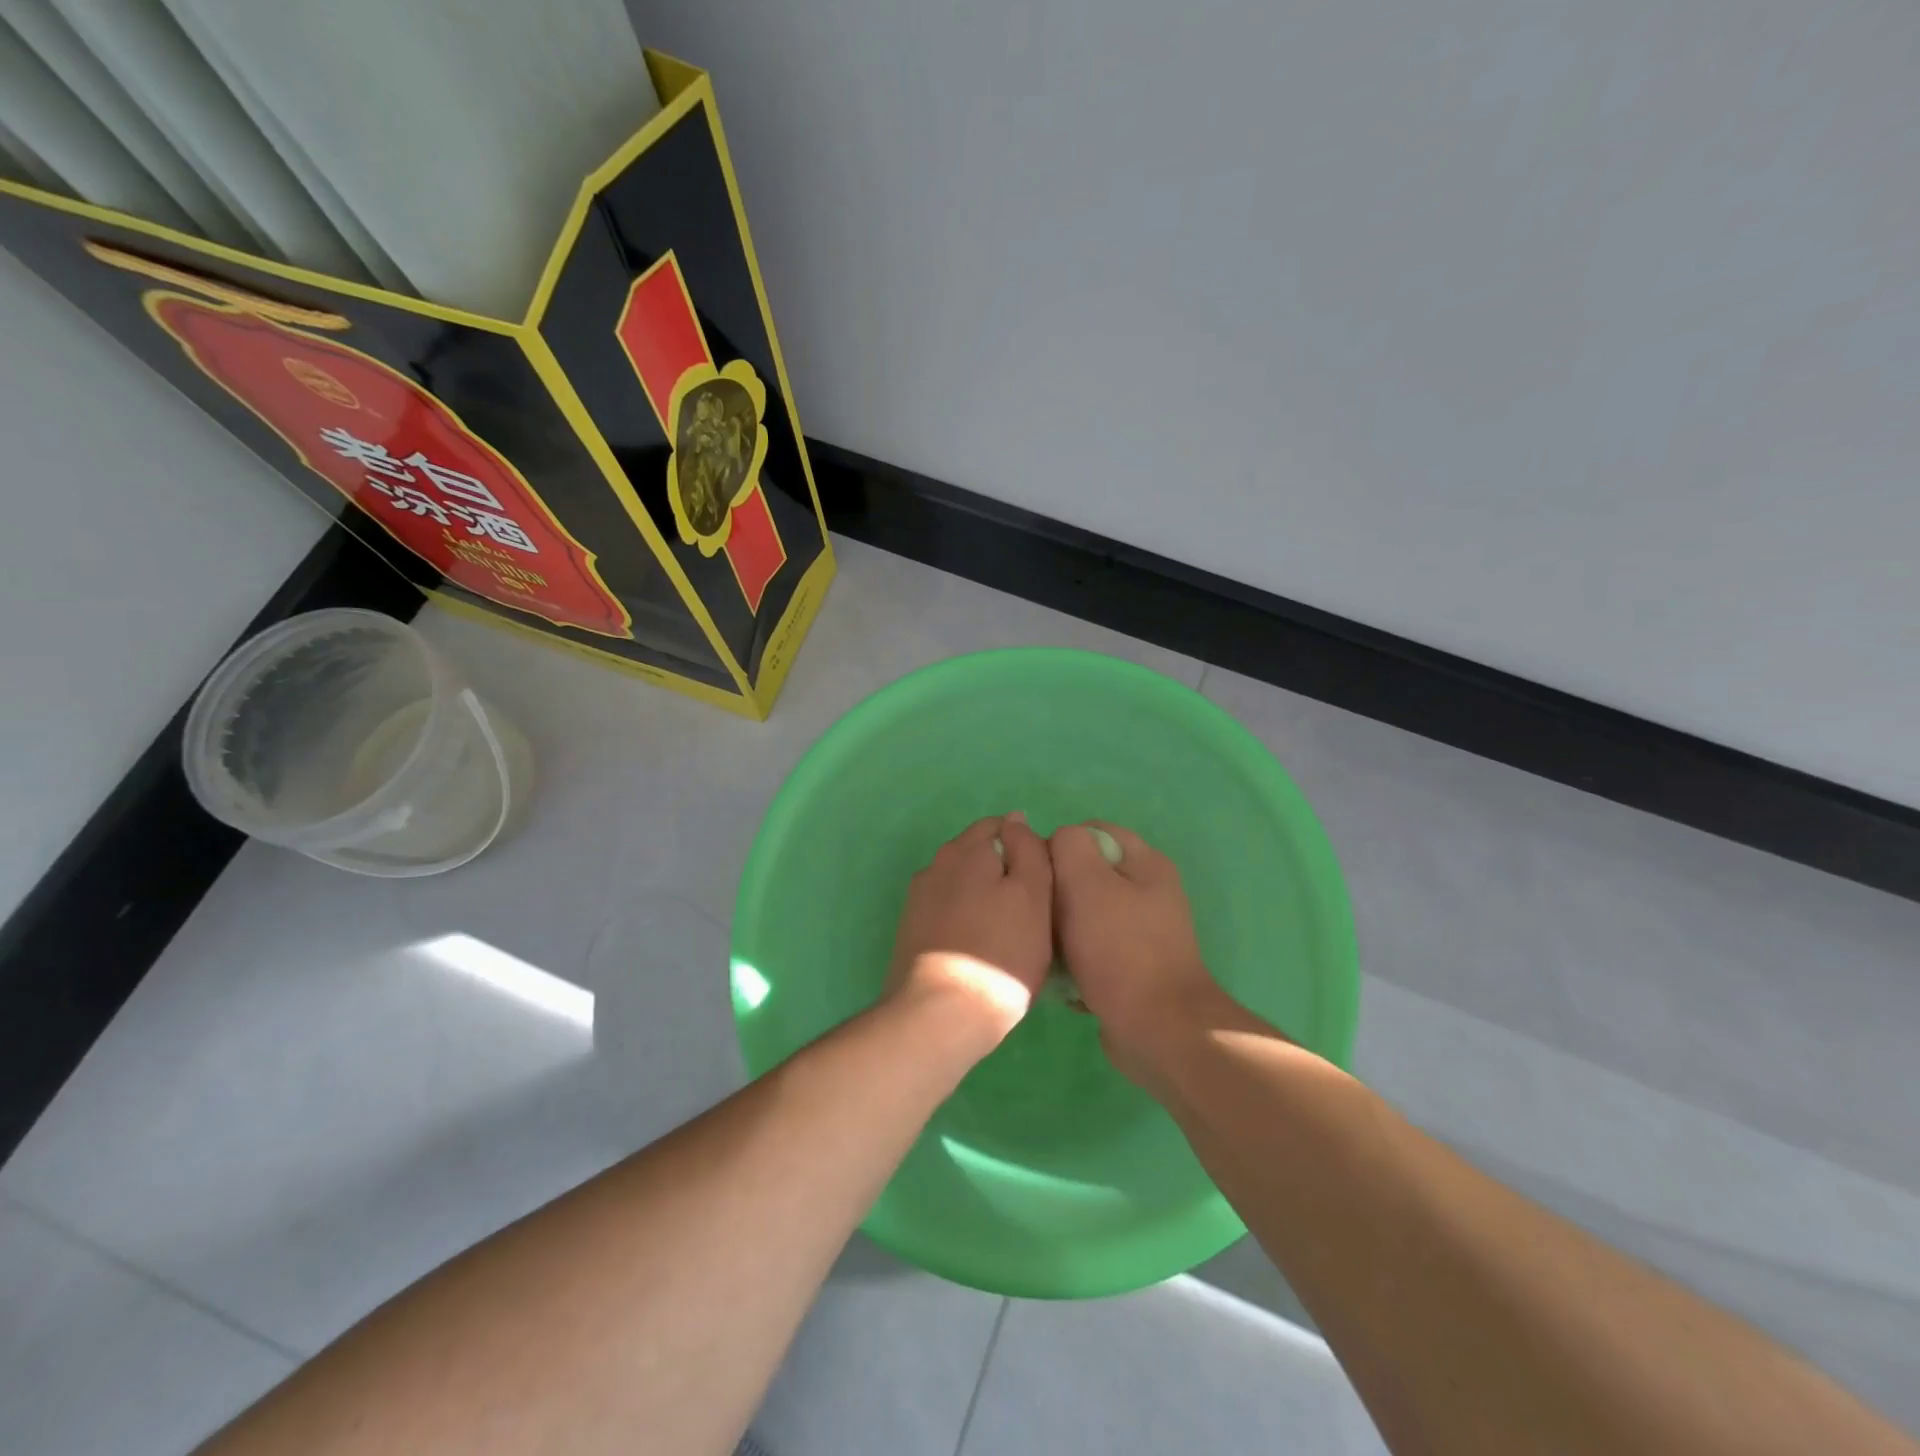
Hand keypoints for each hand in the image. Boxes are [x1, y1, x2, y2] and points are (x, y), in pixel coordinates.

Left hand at [885, 813, 1053, 1048]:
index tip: (1044, 884)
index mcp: (965, 850)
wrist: (939, 1016)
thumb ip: (1028, 850)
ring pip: (963, 887)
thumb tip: (1016, 819)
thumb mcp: (1033, 895)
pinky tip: (980, 952)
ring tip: (1008, 937)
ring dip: (984, 900)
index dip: (1027, 849)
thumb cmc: (1000, 953)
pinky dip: (966, 923)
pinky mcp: (911, 932)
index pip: (1001, 827)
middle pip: (979, 857)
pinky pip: (948, 914)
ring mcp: (918, 900)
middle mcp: (935, 865)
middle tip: (1032, 914)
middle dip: (1004, 874)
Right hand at [1050, 822, 1235, 1084]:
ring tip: (1044, 949)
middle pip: (1087, 874)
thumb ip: (1068, 846)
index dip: (1058, 846)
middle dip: (1057, 891)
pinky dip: (1075, 962)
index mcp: (1145, 863)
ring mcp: (1143, 932)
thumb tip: (1057, 843)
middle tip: (1035, 914)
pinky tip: (1062, 980)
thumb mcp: (1087, 882)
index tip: (1035, 875)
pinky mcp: (1134, 967)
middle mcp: (1148, 892)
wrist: (1158, 1029)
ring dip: (1061, 930)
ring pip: (1085, 915)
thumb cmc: (1120, 949)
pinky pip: (1093, 951)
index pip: (1091, 831)